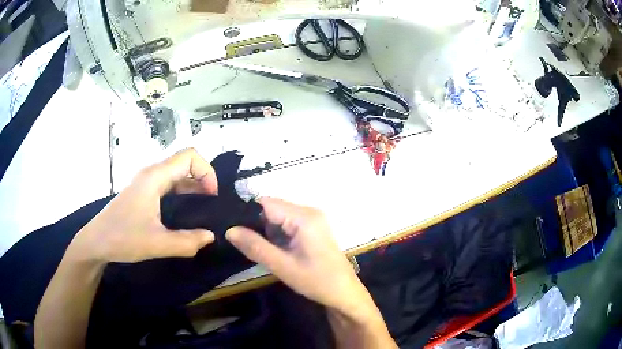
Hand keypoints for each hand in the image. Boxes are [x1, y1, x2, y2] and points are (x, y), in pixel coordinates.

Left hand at [70, 148, 217, 262]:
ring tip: (203, 213)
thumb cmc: (122, 238)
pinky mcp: (143, 193)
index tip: (212, 197)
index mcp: (154, 177)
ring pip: (176, 176)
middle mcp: (151, 174)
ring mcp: (146, 183)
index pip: (189, 156)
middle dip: (203, 181)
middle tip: (212, 208)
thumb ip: (187, 242)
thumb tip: (210, 236)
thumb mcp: (157, 244)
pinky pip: (168, 187)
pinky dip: (182, 196)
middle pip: (184, 164)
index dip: (206, 171)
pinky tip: (185, 215)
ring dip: (193, 190)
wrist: (96, 242)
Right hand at [225, 198, 368, 316]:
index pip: (266, 203)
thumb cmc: (316, 281)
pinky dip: (277, 234)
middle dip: (256, 224)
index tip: (231, 228)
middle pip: (272, 208)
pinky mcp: (313, 228)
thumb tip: (230, 230)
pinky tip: (273, 250)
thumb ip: (255, 247)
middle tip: (242, 243)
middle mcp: (309, 211)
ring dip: (266, 231)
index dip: (246, 213)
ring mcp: (313, 219)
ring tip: (256, 248)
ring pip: (279, 217)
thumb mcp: (282, 266)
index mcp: (304, 217)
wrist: (344, 293)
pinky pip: (288, 224)